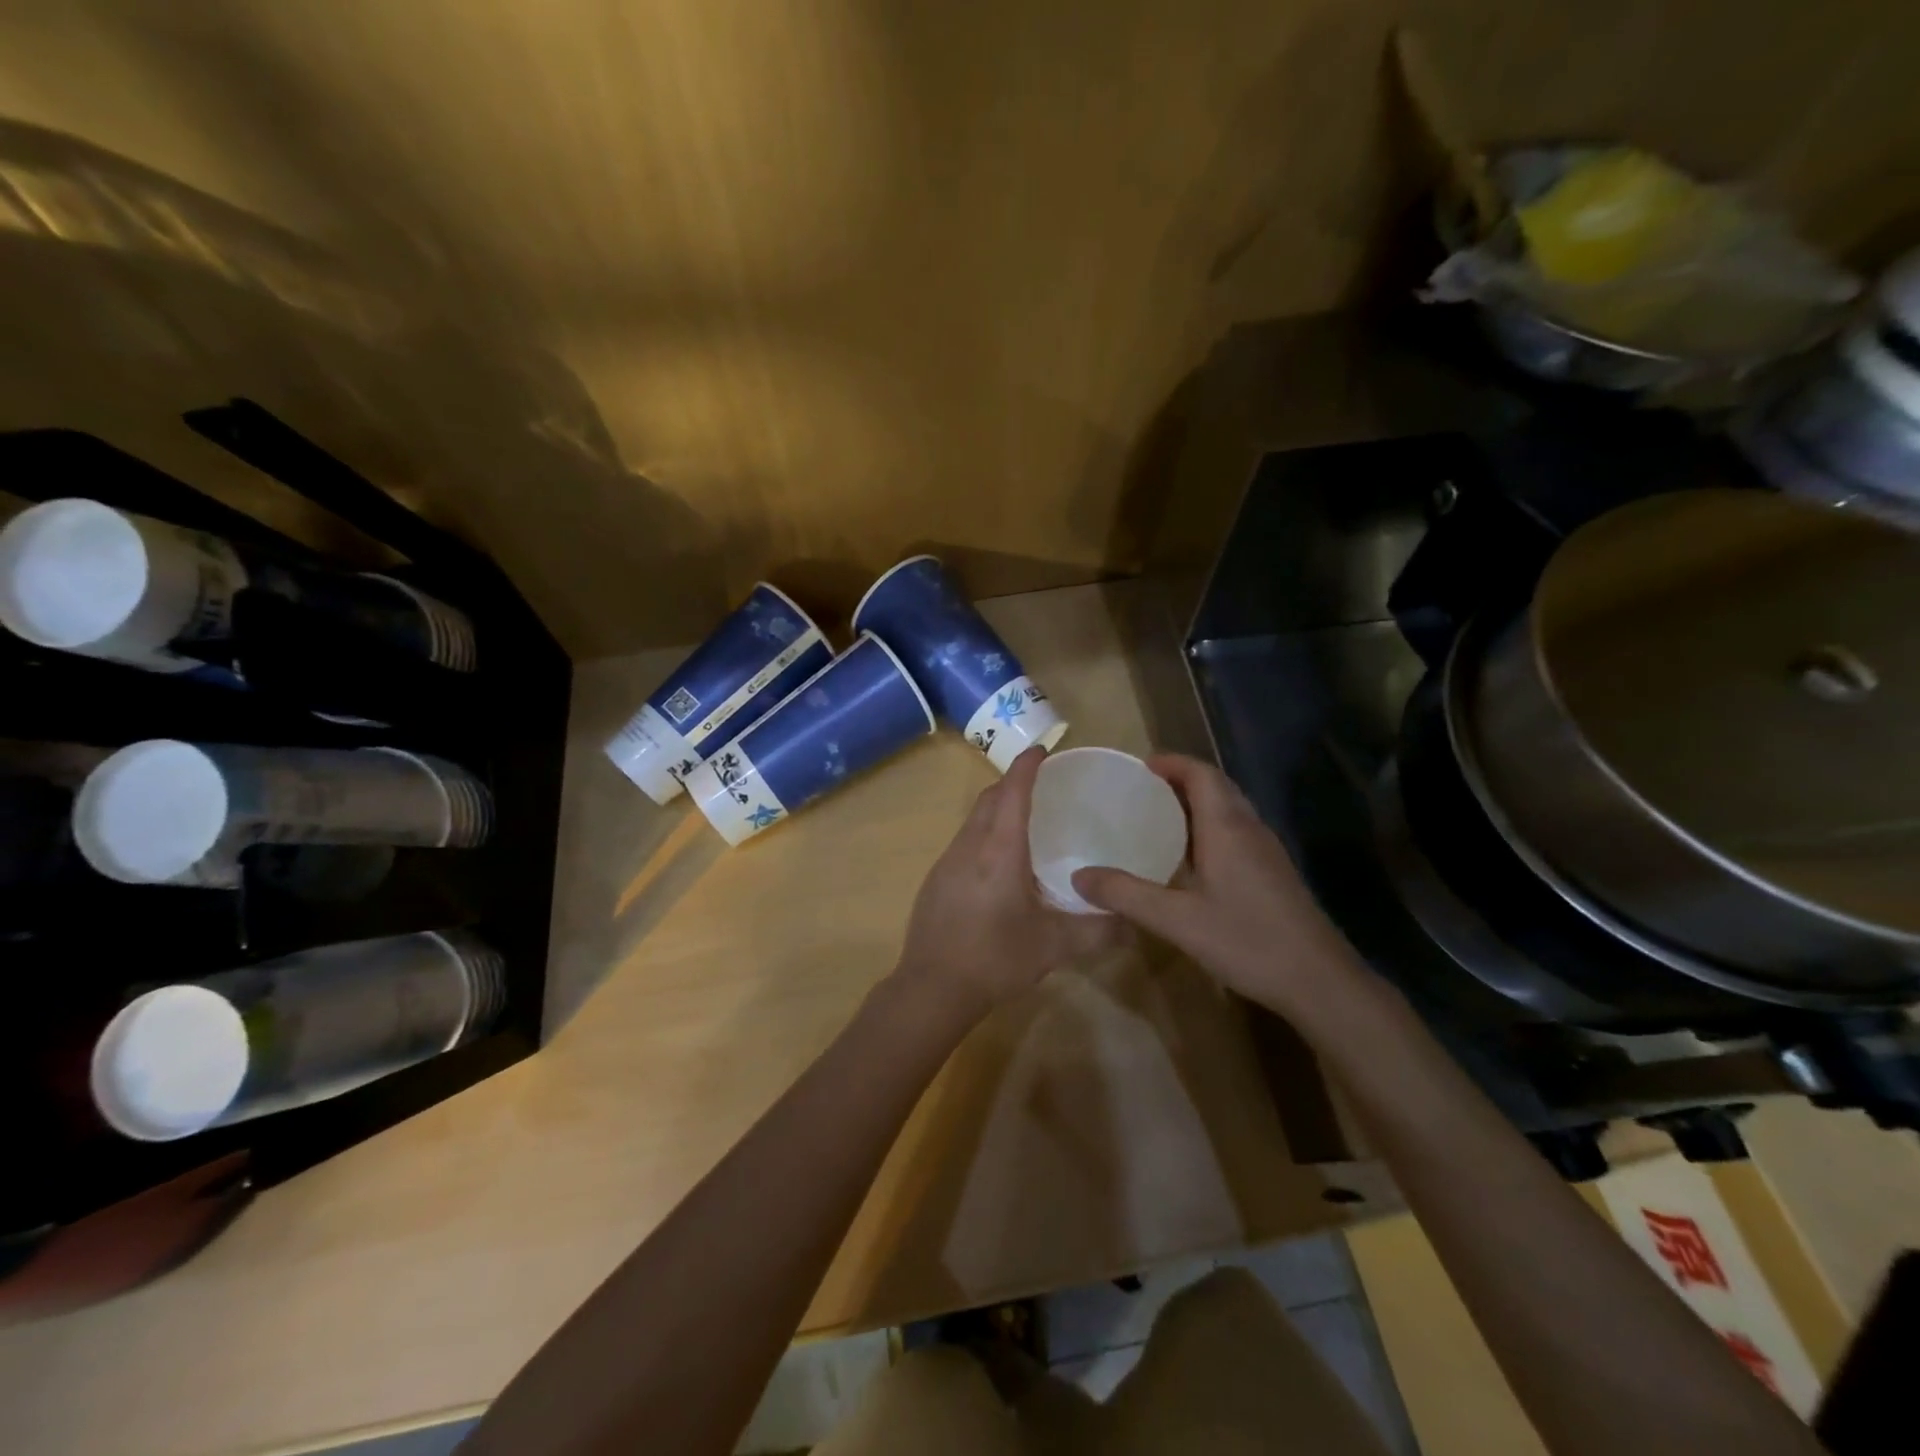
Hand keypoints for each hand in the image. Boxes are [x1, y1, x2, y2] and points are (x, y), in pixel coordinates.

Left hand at [894, 746, 1125, 1021]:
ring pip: (973, 820)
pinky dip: (983, 835)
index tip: (1042, 750)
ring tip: (1024, 822)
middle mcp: (970, 846)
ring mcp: (947, 862)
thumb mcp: (1055, 946)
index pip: (1013, 792)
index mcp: (1000, 850)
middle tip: (1041, 786)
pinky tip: (999, 866)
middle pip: (990, 799)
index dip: (1027, 766)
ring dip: (996, 810)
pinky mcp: (935, 880)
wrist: (932, 987)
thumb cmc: (996, 958)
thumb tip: (1134, 922)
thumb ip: (1099, 931)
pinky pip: (963, 842)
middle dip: (1013, 783)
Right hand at [1071, 754, 1359, 1015]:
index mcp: (1227, 827)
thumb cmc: (1247, 940)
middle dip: (1180, 779)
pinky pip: (1237, 832)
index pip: (1201, 773)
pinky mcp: (1274, 873)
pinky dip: (1210, 828)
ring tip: (1159, 818)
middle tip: (1141, 791)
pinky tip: (1191, 859)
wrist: (1320, 981)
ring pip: (1230, 809)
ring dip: (1197, 803)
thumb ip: (1126, 895)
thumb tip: (1078, 876)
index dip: (1171, 762)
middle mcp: (1250, 829)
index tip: (1139, 766)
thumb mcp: (1176, 920)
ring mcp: (1267, 851)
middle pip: (1217, 786)